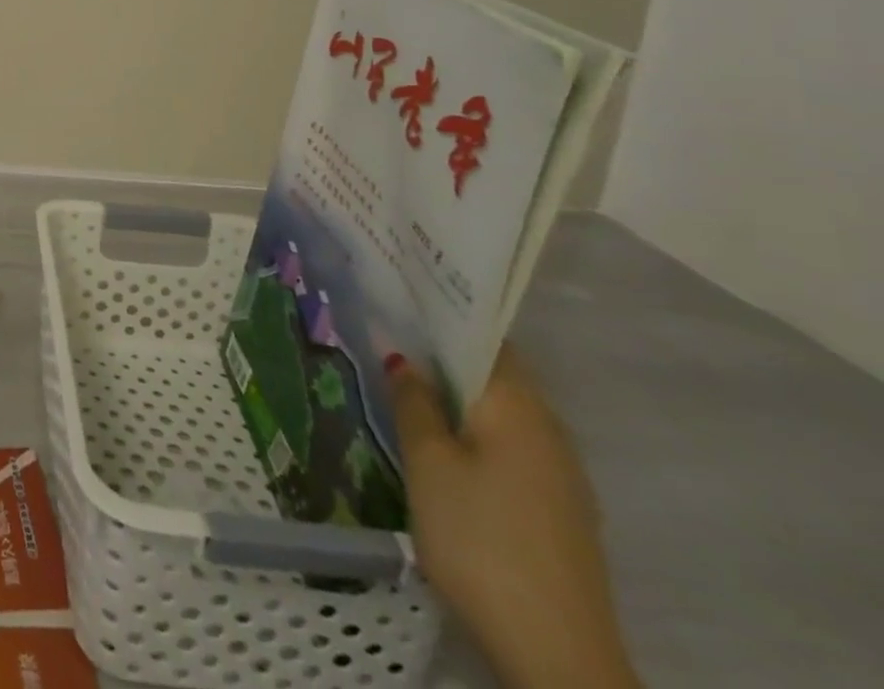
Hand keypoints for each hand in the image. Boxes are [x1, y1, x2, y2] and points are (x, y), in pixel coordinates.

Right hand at [389, 346, 640, 688]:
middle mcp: (550, 430)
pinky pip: (512, 448)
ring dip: (459, 397)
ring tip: (407, 389)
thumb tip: (402, 356)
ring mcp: (562, 475)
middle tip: (390, 340)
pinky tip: (444, 449)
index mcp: (520, 407)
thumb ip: (413, 402)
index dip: (442, 315)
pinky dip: (477, 433)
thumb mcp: (428, 463)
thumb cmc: (480, 539)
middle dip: (445, 356)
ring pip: (502, 414)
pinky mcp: (561, 513)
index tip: (400, 299)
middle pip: (495, 374)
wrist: (559, 656)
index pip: (484, 336)